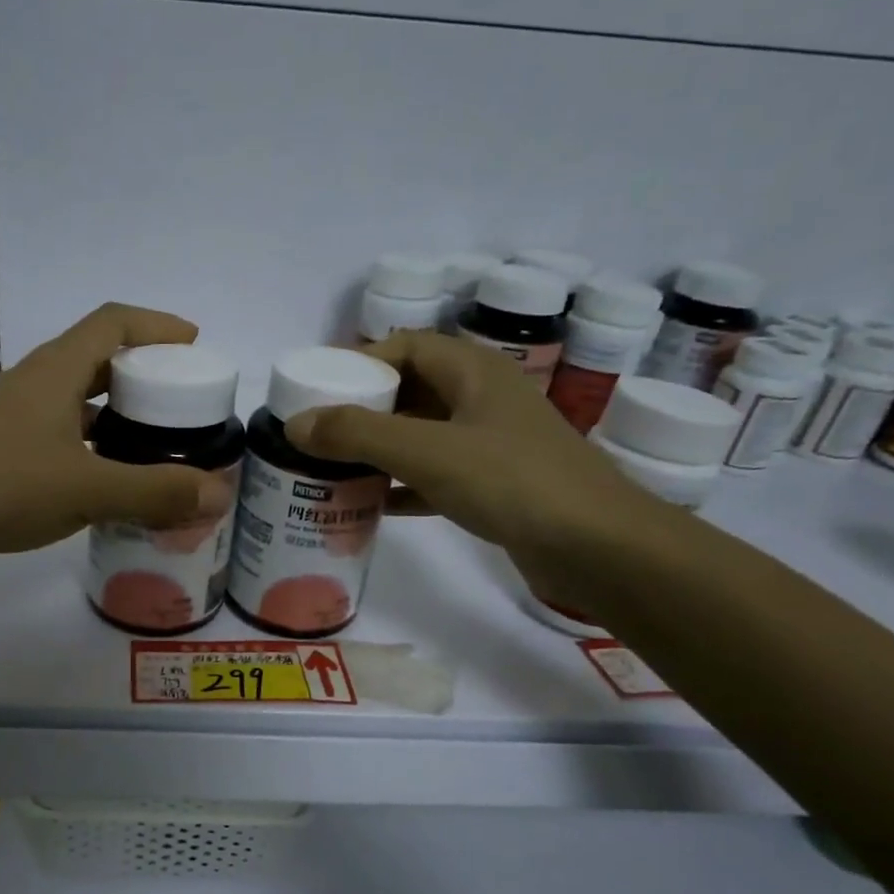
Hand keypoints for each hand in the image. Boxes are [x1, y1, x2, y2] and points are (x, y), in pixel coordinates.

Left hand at [0, 303, 237, 573]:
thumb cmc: (3, 489)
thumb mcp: (88, 490)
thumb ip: (155, 490)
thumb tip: (219, 491)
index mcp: (56, 370)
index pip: (114, 322)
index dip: (158, 326)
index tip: (195, 346)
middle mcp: (36, 380)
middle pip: (100, 356)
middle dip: (146, 372)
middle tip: (182, 402)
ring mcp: (16, 413)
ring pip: (80, 396)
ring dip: (119, 409)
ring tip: (156, 439)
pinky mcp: (5, 444)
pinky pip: (63, 428)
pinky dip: (94, 440)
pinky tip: (109, 475)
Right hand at [284, 331, 649, 572]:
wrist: (598, 547)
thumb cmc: (512, 481)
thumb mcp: (427, 451)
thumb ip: (358, 434)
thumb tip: (295, 424)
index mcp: (473, 372)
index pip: (406, 346)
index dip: (360, 361)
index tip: (319, 389)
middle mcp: (482, 399)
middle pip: (410, 390)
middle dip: (363, 409)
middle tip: (318, 432)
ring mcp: (491, 444)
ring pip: (421, 435)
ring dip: (379, 449)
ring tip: (333, 467)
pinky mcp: (495, 486)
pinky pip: (435, 475)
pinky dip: (402, 485)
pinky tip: (371, 505)